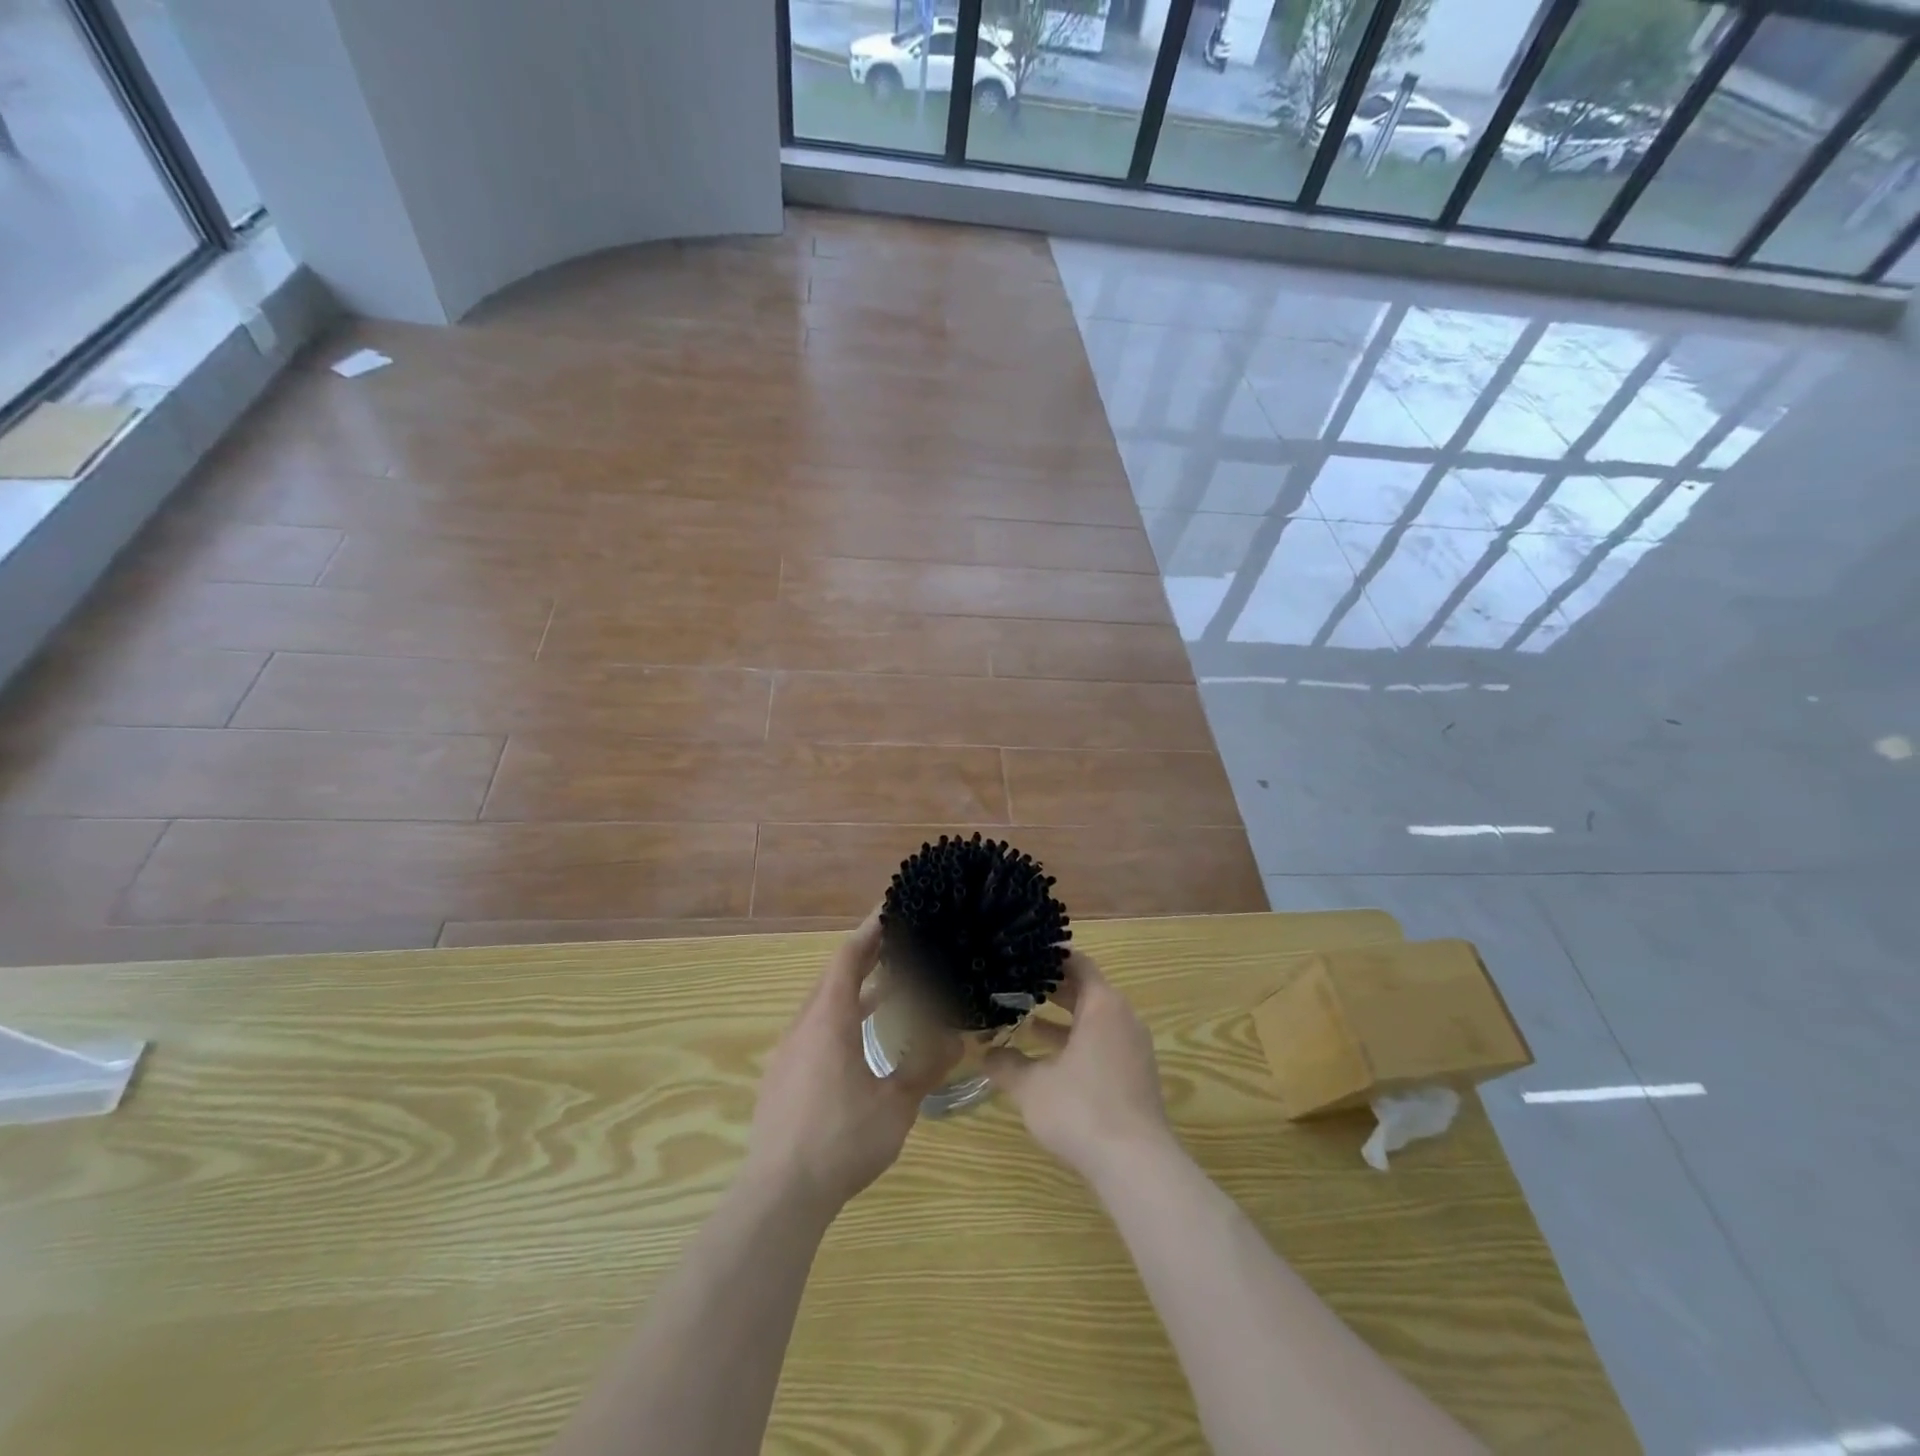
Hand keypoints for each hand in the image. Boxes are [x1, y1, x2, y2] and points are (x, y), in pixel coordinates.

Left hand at [742, 911, 959, 1219]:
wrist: (779, 1196)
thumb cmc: (841, 1141)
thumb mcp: (895, 1104)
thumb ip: (926, 1066)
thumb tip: (957, 1036)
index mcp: (829, 1020)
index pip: (849, 958)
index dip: (870, 931)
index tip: (891, 909)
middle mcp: (804, 1026)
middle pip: (834, 977)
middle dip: (866, 958)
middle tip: (899, 945)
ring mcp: (788, 1052)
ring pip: (823, 1005)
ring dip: (854, 992)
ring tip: (888, 991)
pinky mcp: (781, 1077)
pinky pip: (813, 1030)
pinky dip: (839, 1019)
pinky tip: (858, 1042)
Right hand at [984, 951, 1176, 1184]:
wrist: (1137, 1165)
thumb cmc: (1081, 1110)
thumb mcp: (1032, 1085)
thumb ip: (1007, 1064)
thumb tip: (985, 1053)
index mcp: (1102, 1005)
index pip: (1078, 964)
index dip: (1051, 959)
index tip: (1024, 956)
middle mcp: (1123, 1018)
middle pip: (1087, 991)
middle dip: (1052, 990)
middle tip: (1016, 987)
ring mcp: (1134, 1048)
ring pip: (1095, 1020)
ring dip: (1064, 1020)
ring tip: (1026, 1022)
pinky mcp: (1136, 1075)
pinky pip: (1104, 1043)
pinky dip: (1078, 1043)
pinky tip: (1050, 1061)